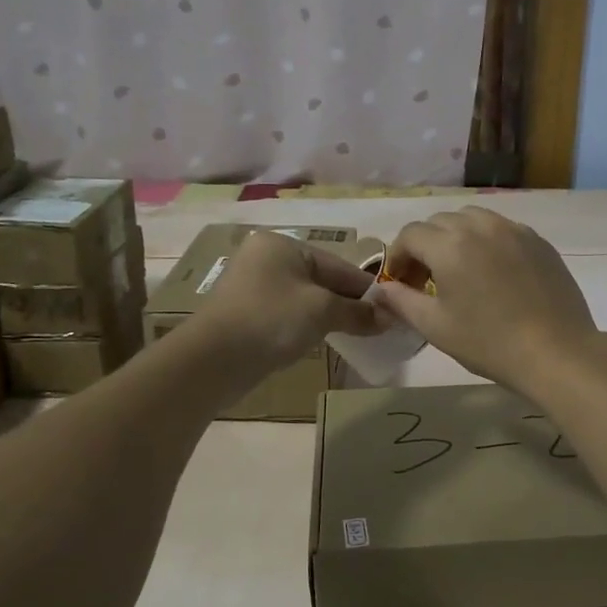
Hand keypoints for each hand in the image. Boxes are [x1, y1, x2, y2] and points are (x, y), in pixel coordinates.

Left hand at [197, 229, 380, 369]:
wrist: (212, 361)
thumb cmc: (271, 320)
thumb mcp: (322, 311)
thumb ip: (358, 312)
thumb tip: (391, 318)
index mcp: (283, 245)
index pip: (339, 265)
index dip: (368, 290)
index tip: (395, 309)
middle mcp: (267, 258)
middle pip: (323, 280)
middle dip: (350, 304)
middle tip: (380, 326)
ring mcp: (253, 286)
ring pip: (307, 298)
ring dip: (332, 316)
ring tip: (359, 335)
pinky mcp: (248, 313)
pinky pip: (290, 314)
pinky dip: (310, 325)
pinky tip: (326, 339)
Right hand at [374, 207, 601, 394]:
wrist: (556, 352)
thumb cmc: (489, 342)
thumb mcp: (436, 327)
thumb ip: (402, 302)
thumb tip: (382, 290)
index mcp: (450, 245)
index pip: (410, 235)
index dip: (398, 257)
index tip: (400, 284)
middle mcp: (480, 226)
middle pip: (439, 222)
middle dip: (425, 246)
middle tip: (426, 282)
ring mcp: (514, 230)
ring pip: (472, 219)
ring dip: (456, 238)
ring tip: (460, 271)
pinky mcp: (538, 241)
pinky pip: (501, 229)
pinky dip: (486, 241)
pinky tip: (493, 273)